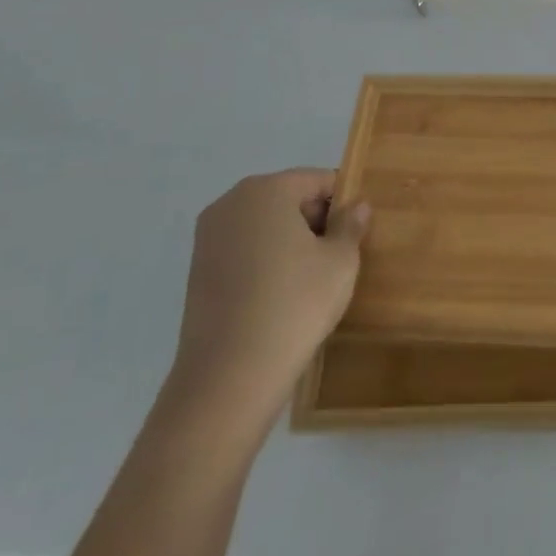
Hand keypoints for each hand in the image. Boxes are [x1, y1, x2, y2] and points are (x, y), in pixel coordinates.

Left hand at [169, 169, 369, 412]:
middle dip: (315, 220)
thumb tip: (357, 206)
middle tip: (339, 257)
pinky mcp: (197, 270)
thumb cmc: (294, 304)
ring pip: (265, 225)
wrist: (230, 375)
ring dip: (290, 242)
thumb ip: (351, 225)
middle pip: (288, 198)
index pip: (318, 180)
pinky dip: (266, 262)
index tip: (357, 232)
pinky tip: (282, 295)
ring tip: (312, 279)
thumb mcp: (340, 261)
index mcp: (267, 189)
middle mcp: (231, 202)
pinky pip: (245, 250)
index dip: (343, 202)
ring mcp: (208, 237)